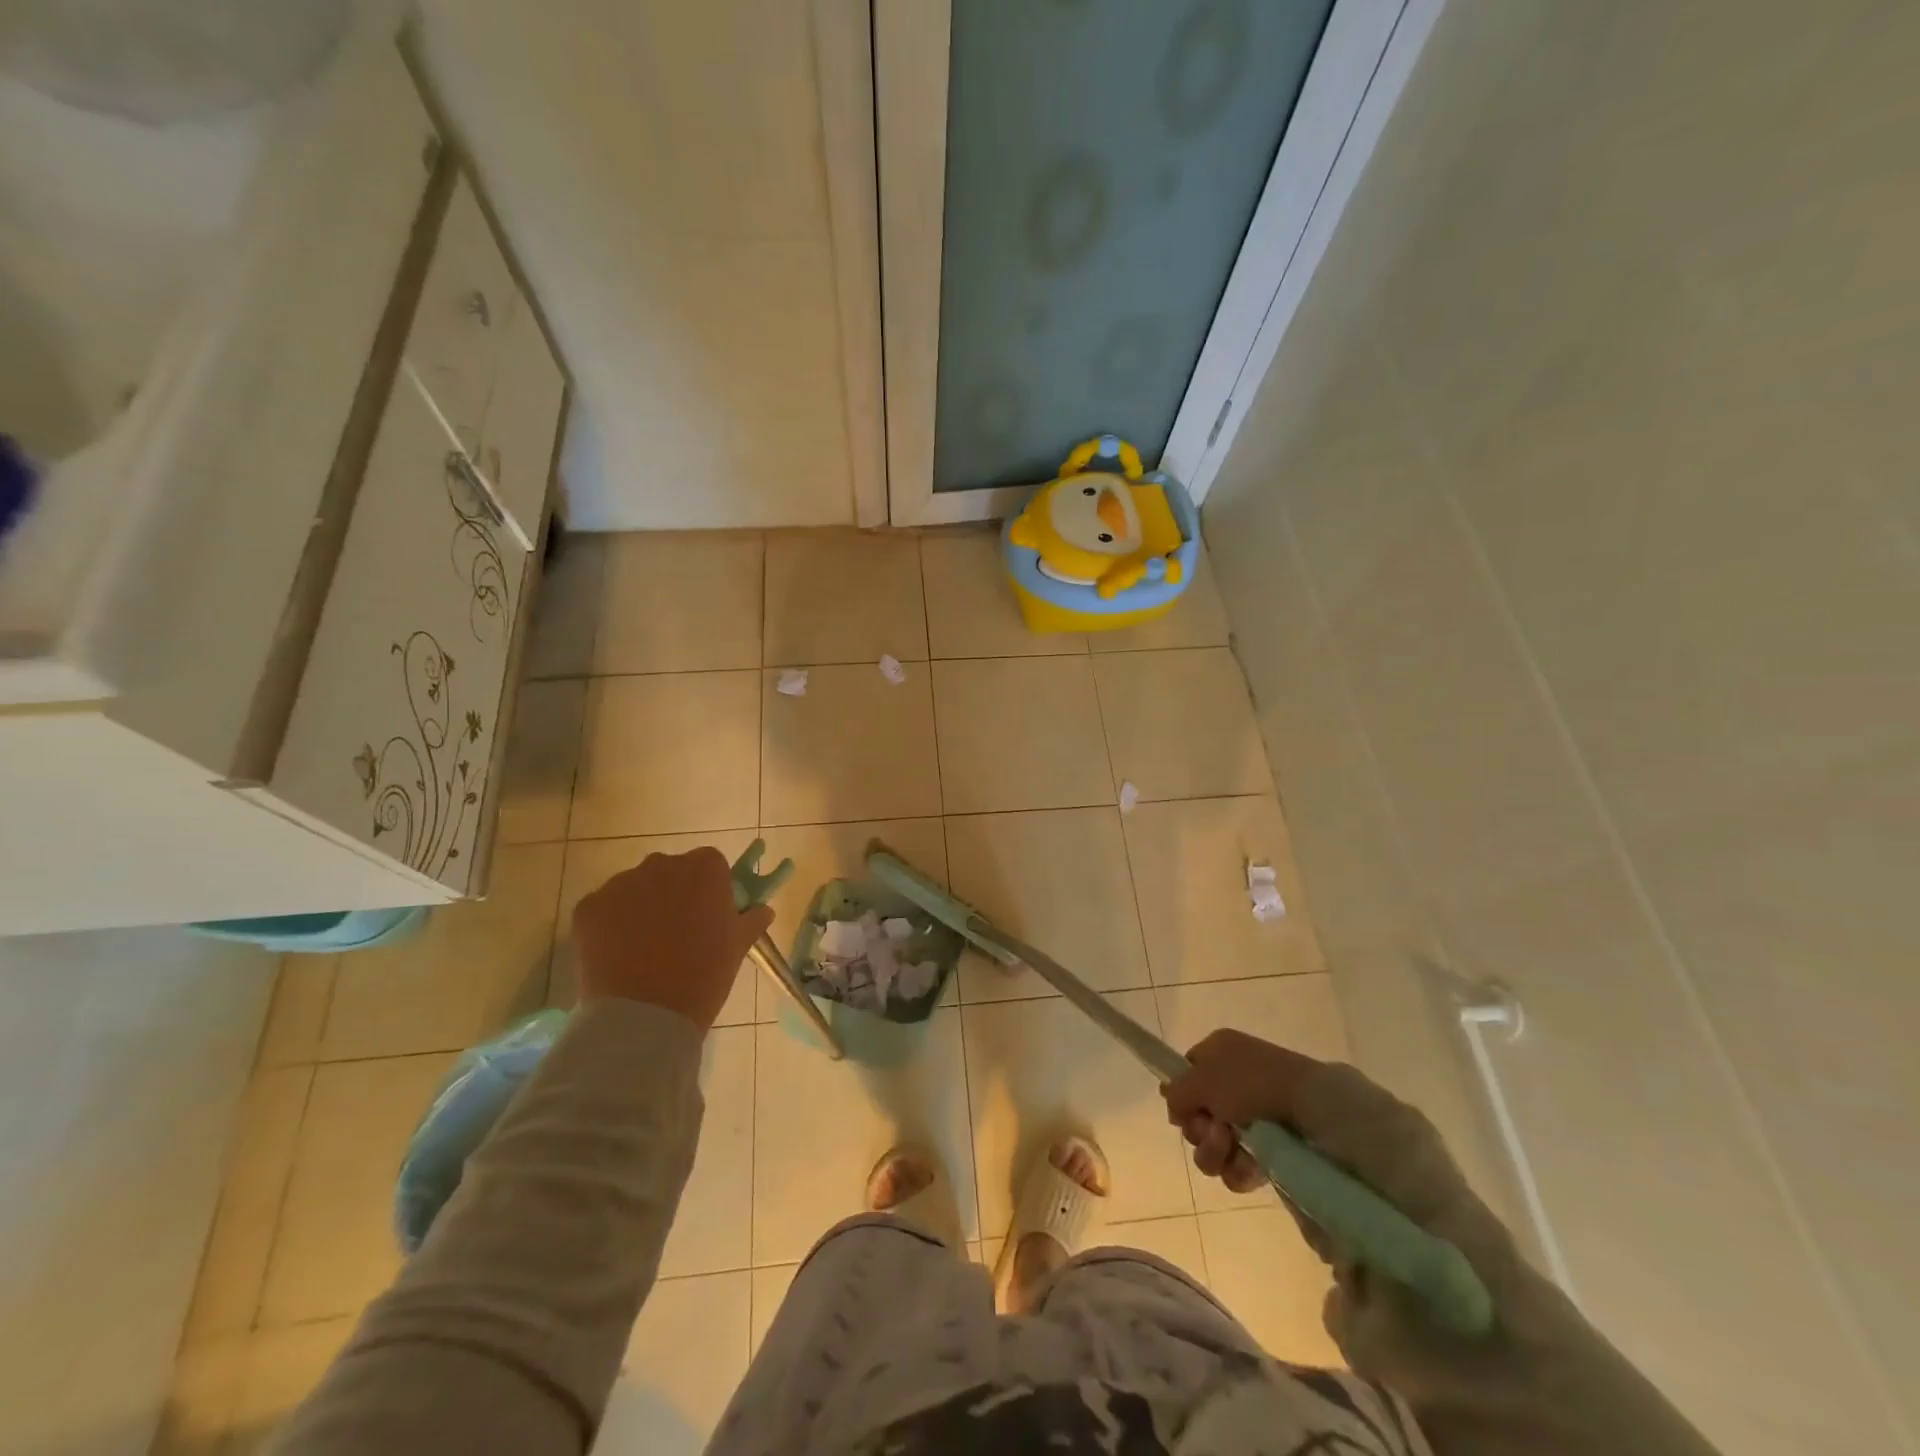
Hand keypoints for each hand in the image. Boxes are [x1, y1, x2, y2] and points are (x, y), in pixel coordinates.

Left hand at [572, 847, 773, 1030]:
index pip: (709, 864)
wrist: (646, 1016)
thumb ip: (751, 919)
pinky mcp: (587, 908)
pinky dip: (609, 926)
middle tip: (678, 933)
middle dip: (673, 894)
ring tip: (644, 949)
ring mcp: (620, 884)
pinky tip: (618, 956)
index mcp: (704, 867)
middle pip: (669, 871)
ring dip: (640, 908)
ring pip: (634, 889)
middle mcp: (661, 864)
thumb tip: (762, 910)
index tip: (709, 915)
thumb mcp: (738, 947)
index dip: (709, 889)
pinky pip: (603, 909)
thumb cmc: (705, 975)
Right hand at [1162, 1029, 1323, 1194]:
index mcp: (1220, 1052)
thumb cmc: (1251, 1083)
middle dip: (1199, 1130)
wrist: (1312, 1110)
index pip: (1187, 1073)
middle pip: (1197, 1114)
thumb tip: (1171, 1103)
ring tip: (1231, 1148)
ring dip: (1214, 1151)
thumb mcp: (1202, 1079)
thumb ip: (1177, 1091)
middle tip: (1214, 1130)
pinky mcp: (1271, 1148)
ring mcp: (1254, 1116)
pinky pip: (1238, 1165)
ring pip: (1214, 1144)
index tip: (1183, 1112)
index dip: (1182, 1095)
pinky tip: (1248, 1166)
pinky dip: (1238, 1169)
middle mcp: (1235, 1081)